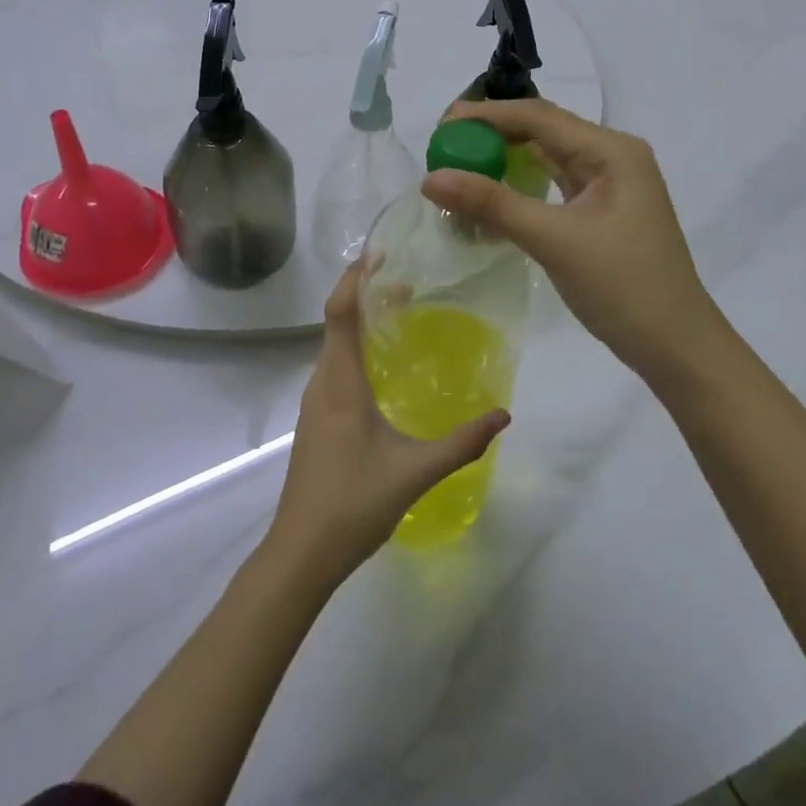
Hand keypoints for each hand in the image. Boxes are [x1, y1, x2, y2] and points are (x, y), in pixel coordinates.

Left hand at [265, 265, 509, 582]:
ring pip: (333, 345)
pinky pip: (334, 366)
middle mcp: (322, 382)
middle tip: (406, 282)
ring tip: (398, 313)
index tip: (379, 253)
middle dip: (365, 293)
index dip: (355, 278)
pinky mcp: (315, 419)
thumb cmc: (353, 503)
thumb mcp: (415, 472)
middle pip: (336, 321)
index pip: (340, 312)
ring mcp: (315, 402)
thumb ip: (462, 443)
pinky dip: (354, 347)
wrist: (301, 552)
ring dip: (359, 321)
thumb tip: (504, 415)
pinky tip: (381, 366)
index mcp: (340, 382)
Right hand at [422, 99, 717, 383]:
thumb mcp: (554, 241)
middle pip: (542, 130)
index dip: (486, 116)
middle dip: (491, 133)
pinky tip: (490, 192)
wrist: (676, 347)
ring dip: (504, 157)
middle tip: (442, 146)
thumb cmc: (623, 287)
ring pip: (546, 156)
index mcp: (611, 151)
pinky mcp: (600, 210)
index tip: (440, 127)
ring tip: (458, 162)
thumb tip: (430, 177)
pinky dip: (519, 184)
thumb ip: (492, 204)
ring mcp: (608, 184)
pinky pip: (552, 183)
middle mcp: (612, 156)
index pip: (538, 117)